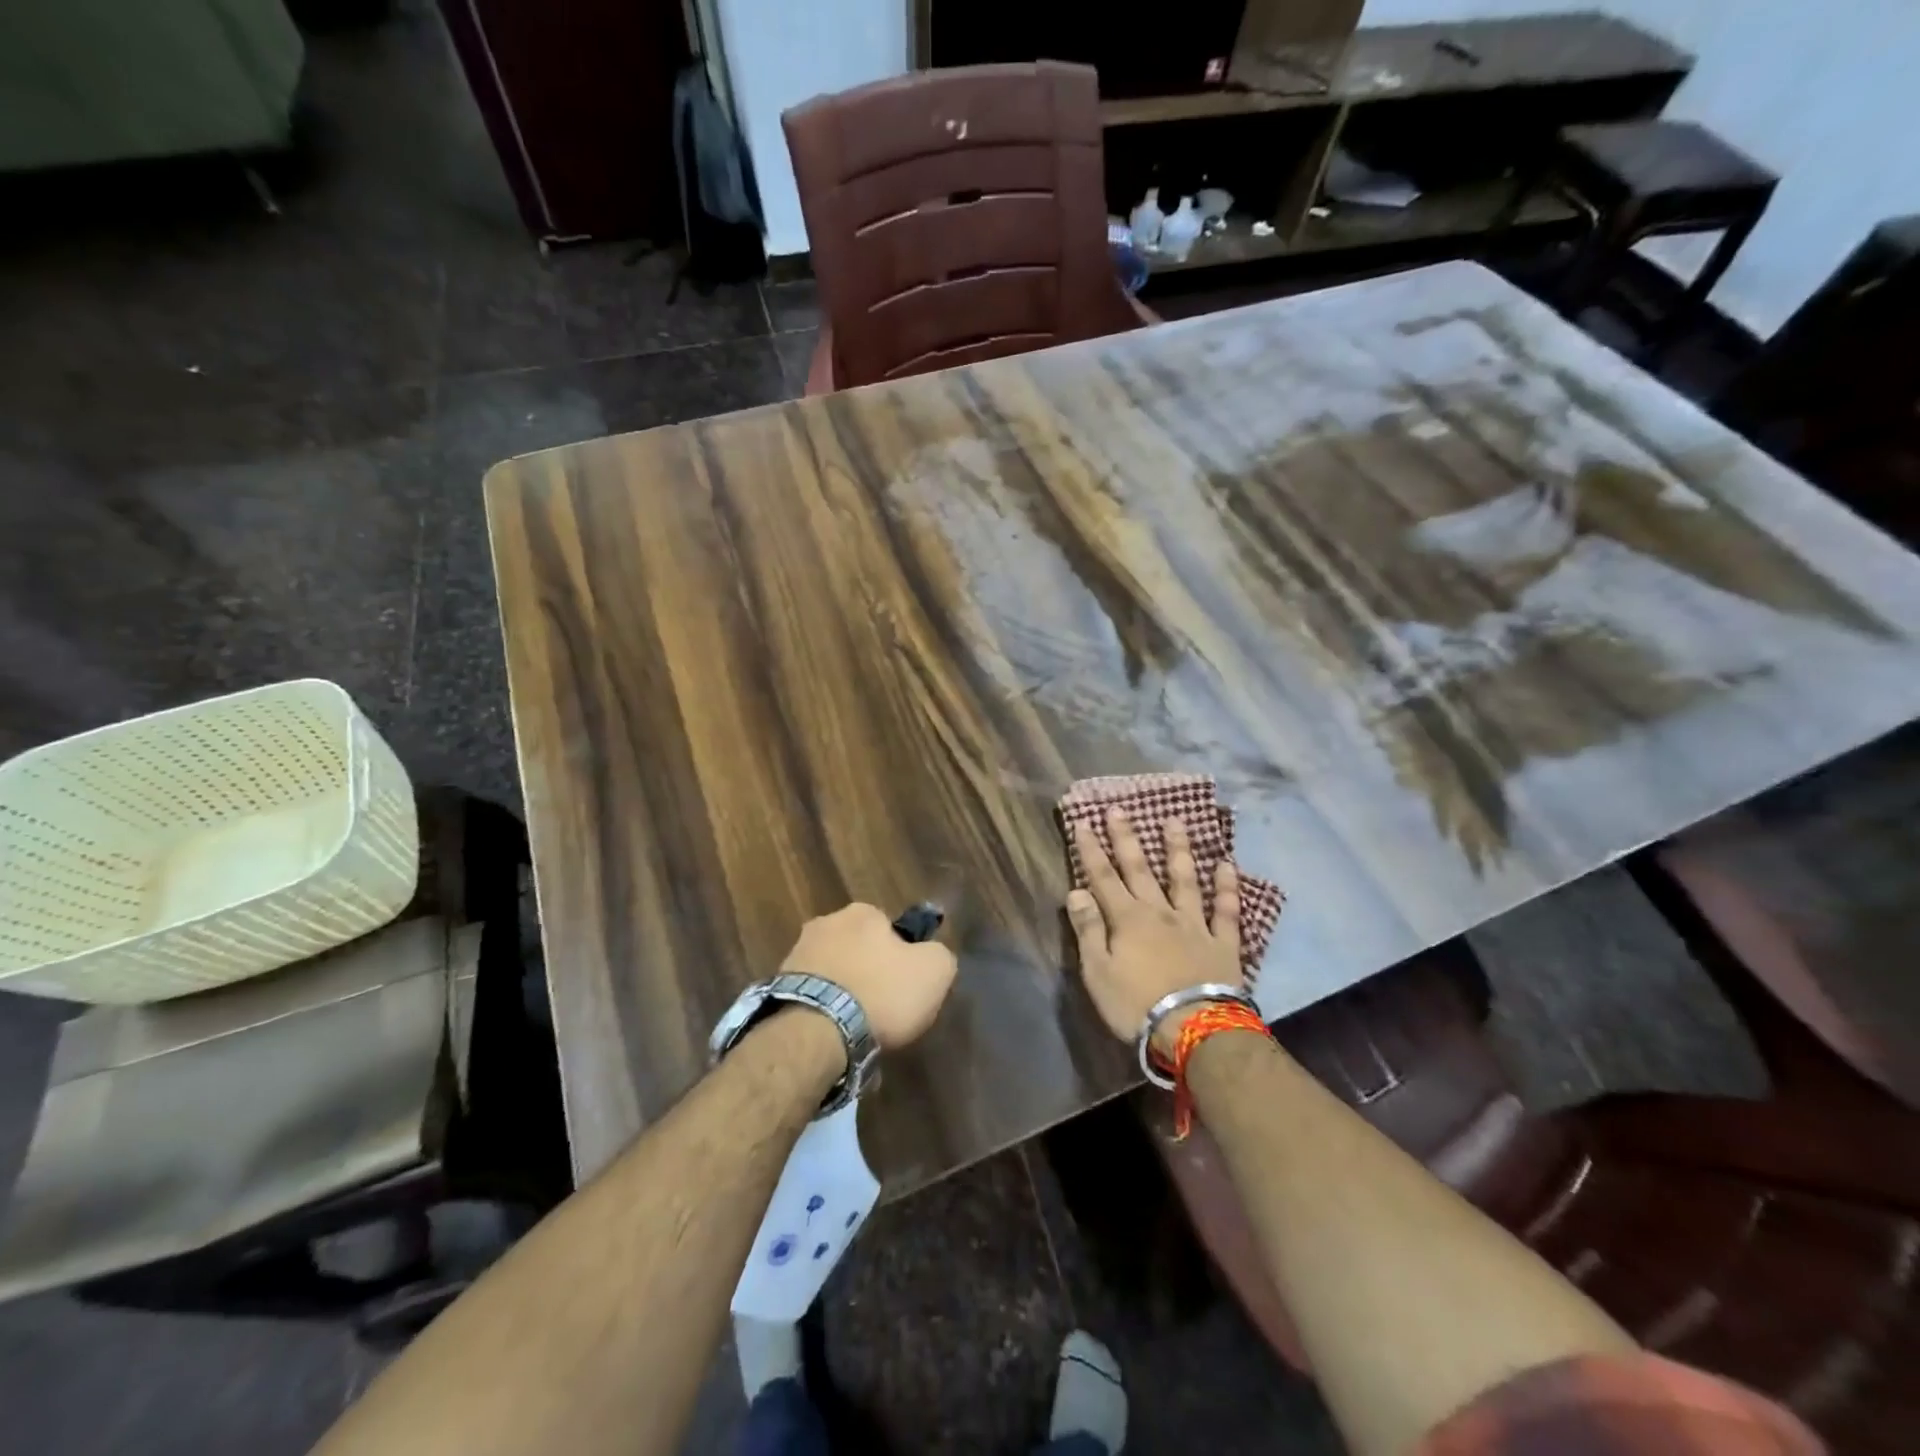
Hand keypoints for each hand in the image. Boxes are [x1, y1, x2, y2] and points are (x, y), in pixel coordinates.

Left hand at [782, 903, 957, 1050]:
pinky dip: (821, 1013)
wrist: (816, 1033)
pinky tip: (832, 1037)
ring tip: (855, 1030)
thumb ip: (939, 955)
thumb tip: (931, 954)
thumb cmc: (881, 993)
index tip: (905, 985)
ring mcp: (795, 954)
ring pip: (832, 972)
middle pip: (857, 948)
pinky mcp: (776, 988)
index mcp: (863, 912)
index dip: (901, 957)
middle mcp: (825, 923)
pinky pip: (811, 998)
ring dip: (842, 993)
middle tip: (882, 1008)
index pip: (889, 928)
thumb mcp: (935, 971)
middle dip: (868, 972)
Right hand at [1066, 810, 1241, 1051]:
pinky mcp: (1222, 943)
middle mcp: (1160, 912)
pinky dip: (1227, 888)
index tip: (1083, 822)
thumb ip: (1088, 929)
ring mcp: (1194, 924)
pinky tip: (1227, 865)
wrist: (1195, 1030)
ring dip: (1178, 849)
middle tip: (1119, 809)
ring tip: (1175, 821)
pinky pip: (1226, 911)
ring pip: (1185, 879)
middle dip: (1127, 838)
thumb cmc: (1136, 1005)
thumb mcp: (1098, 972)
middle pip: (1140, 869)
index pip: (1103, 877)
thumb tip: (1076, 891)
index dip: (1091, 850)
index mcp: (1127, 919)